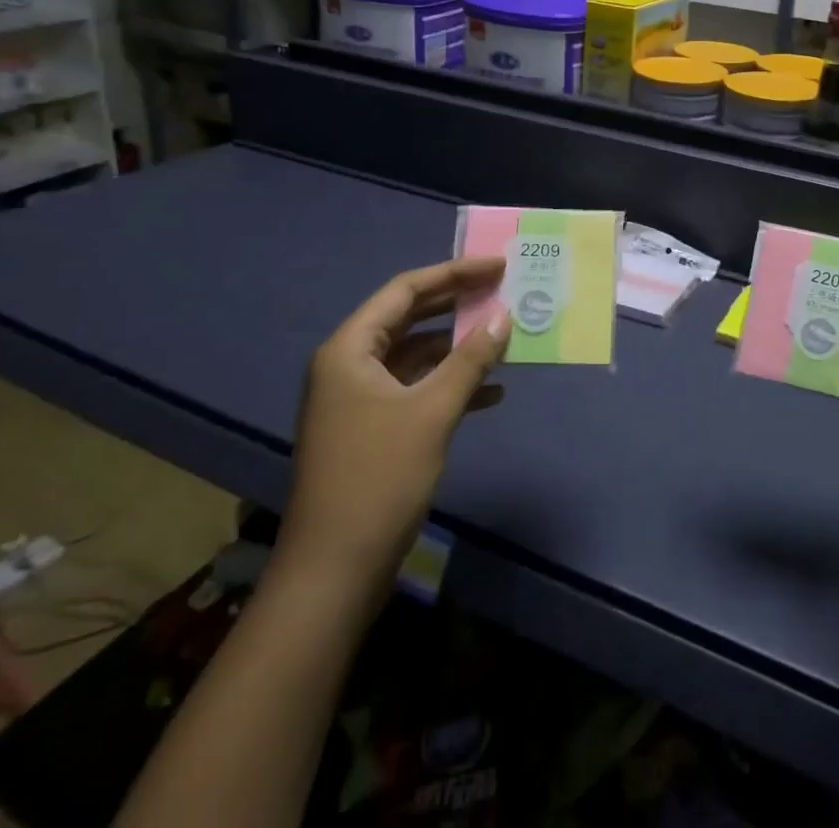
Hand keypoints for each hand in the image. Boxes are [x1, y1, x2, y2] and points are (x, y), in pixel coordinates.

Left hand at [277, 257, 510, 582]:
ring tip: (504, 337)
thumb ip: (470, 360)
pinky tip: (491, 392)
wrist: (333, 572)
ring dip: (458, 347)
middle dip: (458, 305)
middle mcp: (349, 365)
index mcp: (350, 349)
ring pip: (416, 354)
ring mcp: (358, 398)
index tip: (497, 266)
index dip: (454, 273)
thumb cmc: (378, 479)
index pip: (406, 290)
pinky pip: (415, 388)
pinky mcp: (371, 428)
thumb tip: (504, 317)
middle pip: (410, 317)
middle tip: (503, 290)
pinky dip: (450, 384)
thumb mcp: (431, 412)